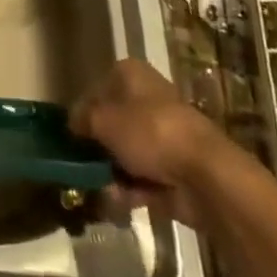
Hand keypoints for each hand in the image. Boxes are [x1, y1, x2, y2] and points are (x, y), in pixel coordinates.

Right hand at [70, 60, 225, 226]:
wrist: (205, 176)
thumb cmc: (149, 133)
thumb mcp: (102, 121)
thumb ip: (81, 120)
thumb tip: (72, 124)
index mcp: (130, 74)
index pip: (96, 90)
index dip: (82, 113)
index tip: (71, 137)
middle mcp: (147, 98)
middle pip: (112, 123)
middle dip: (98, 148)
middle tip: (82, 167)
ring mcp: (163, 135)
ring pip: (126, 152)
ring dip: (111, 173)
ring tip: (100, 189)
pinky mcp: (174, 168)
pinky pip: (143, 177)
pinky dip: (130, 190)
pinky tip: (117, 203)